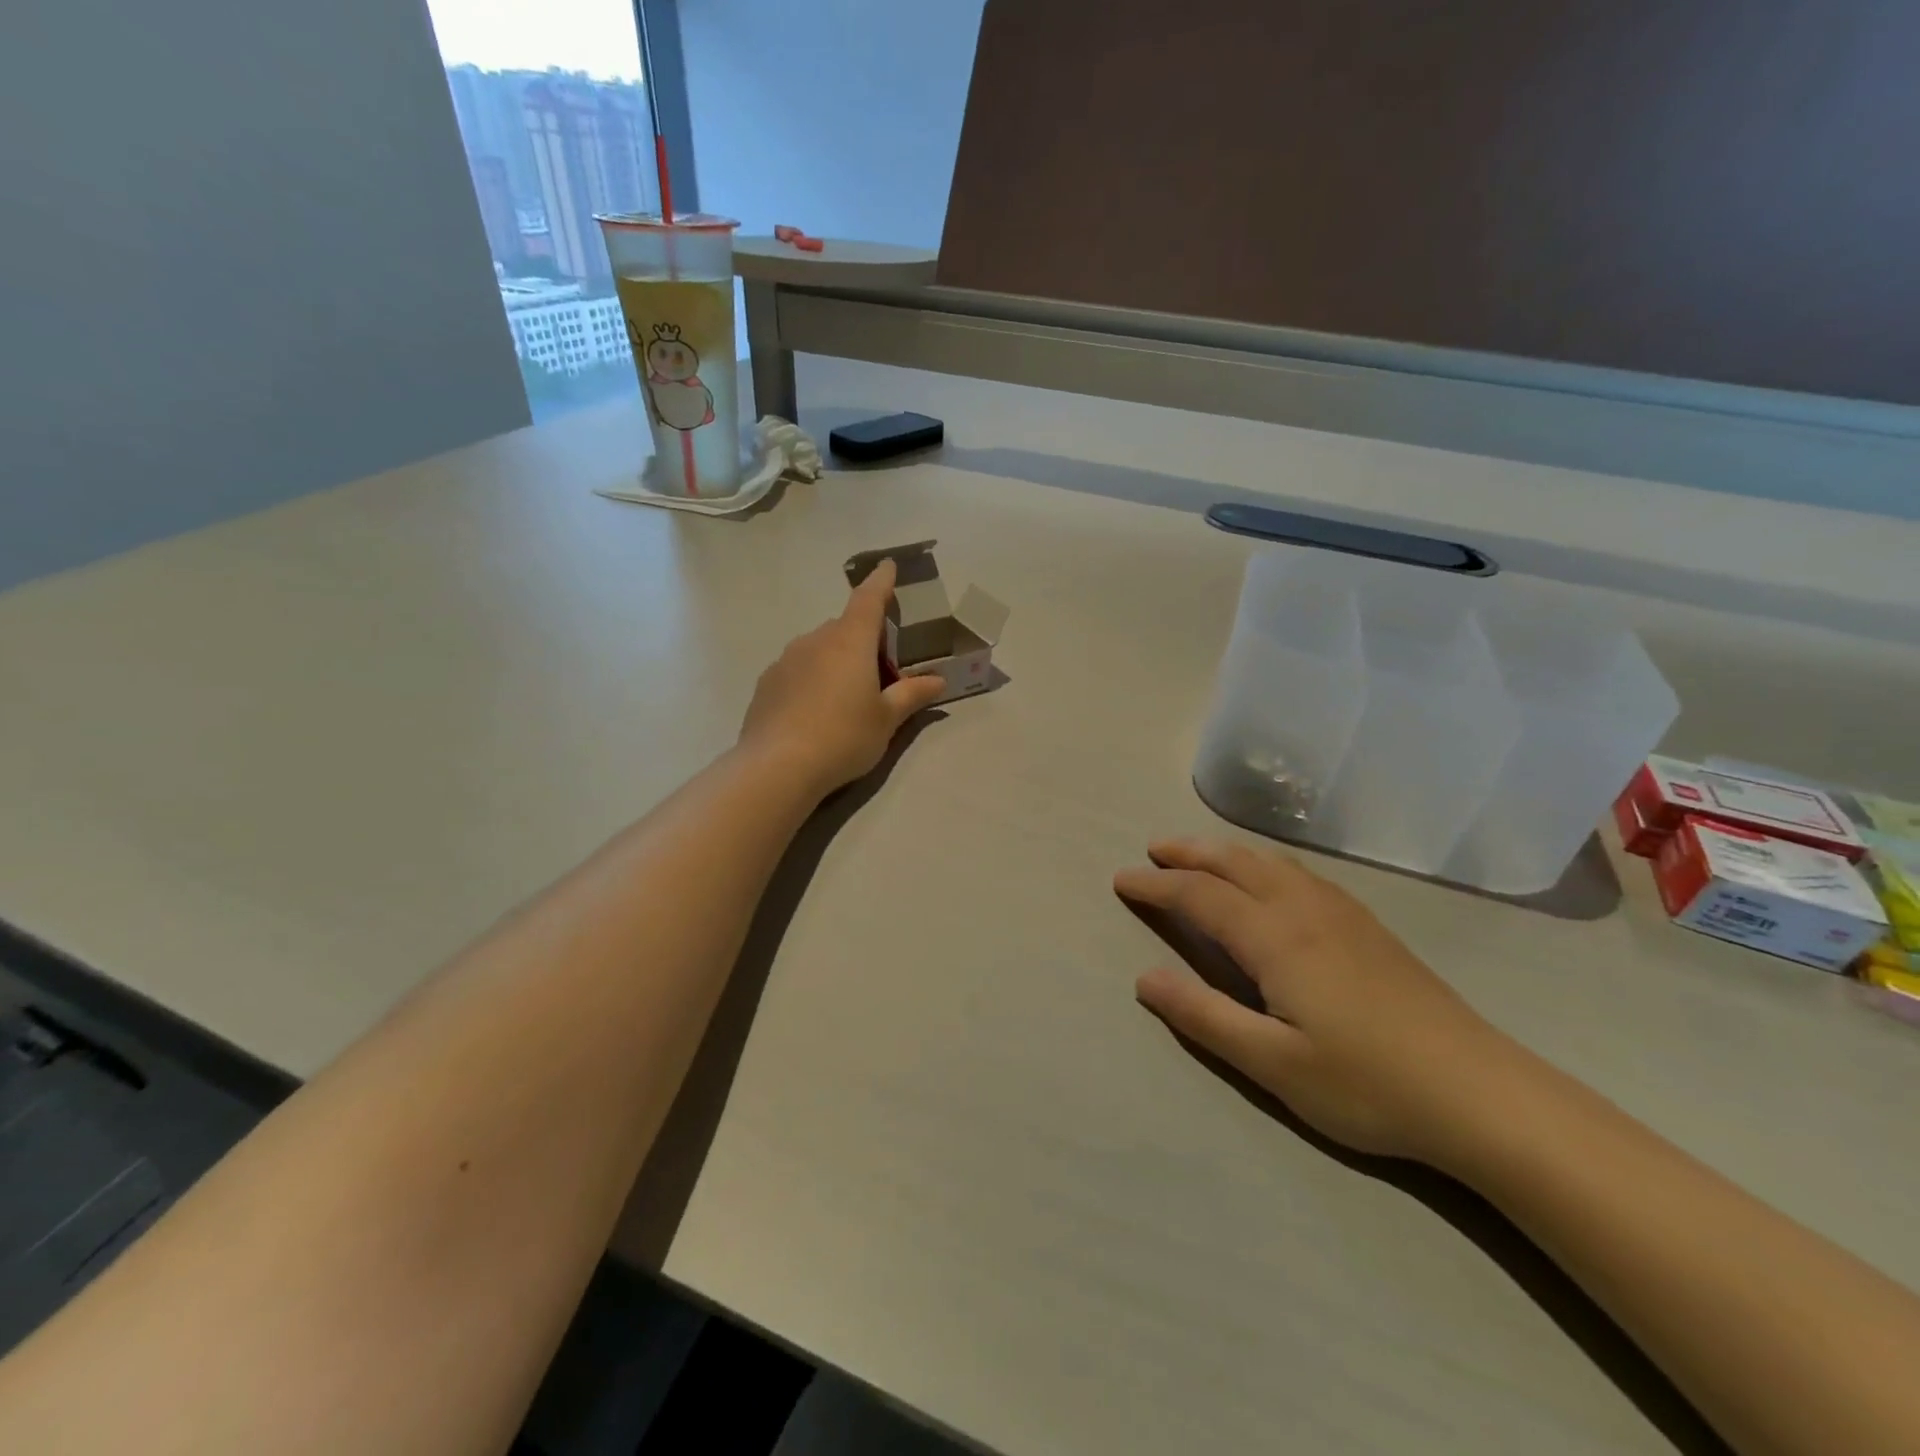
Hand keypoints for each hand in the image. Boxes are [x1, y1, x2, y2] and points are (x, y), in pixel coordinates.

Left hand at [739, 558, 948, 795]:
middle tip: (880, 672)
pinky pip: (798, 670)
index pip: (869, 599)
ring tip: (847, 697)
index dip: (881, 582)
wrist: (777, 766)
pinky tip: (816, 712)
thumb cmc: (843, 737)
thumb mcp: (886, 720)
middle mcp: (816, 640)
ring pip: (819, 648)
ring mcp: (786, 660)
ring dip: (836, 660)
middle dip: (864, 640)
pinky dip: (812, 679)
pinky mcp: (767, 683)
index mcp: (850, 641)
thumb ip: (912, 695)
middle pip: (845, 628)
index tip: (888, 566)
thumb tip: (938, 680)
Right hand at [1115, 838, 1519, 1164]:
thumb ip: (1204, 1016)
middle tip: (1153, 850)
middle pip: (1234, 862)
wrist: (1481, 1094)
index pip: (1199, 895)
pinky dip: (1263, 862)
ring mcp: (1342, 913)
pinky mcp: (1368, 926)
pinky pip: (1300, 873)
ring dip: (1226, 851)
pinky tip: (1269, 879)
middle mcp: (1304, 909)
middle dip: (1188, 852)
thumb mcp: (1272, 1064)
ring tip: (1199, 855)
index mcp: (1275, 937)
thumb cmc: (1367, 1084)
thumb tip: (1144, 978)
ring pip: (1270, 862)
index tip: (1121, 879)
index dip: (1156, 885)